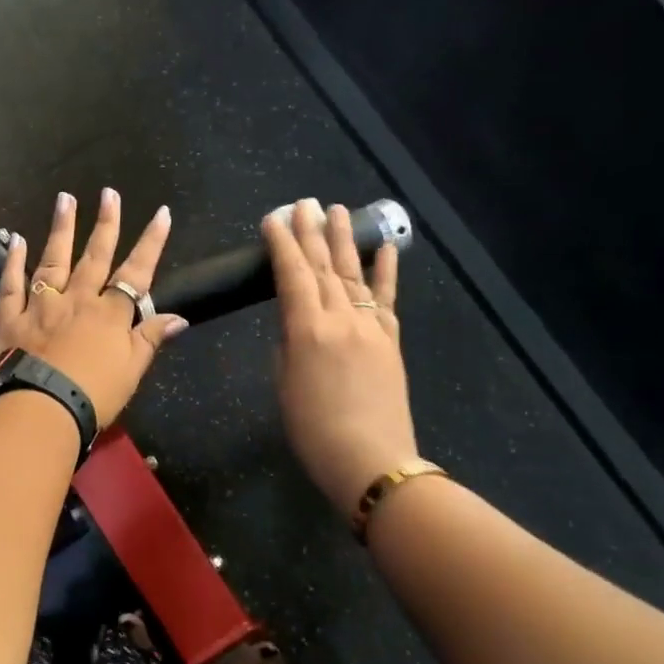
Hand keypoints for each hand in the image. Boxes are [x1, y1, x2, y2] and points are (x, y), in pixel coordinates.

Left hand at [0, 188, 188, 427]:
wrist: (40, 409)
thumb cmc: (92, 395)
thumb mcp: (132, 371)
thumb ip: (151, 339)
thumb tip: (179, 316)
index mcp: (109, 314)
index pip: (136, 273)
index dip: (151, 243)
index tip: (161, 213)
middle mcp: (77, 300)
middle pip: (94, 256)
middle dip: (105, 223)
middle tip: (109, 193)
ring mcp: (41, 305)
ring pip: (53, 260)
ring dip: (61, 228)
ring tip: (65, 198)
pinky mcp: (10, 317)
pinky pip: (11, 284)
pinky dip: (13, 261)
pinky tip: (16, 239)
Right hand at [264, 198, 418, 518]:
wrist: (371, 460)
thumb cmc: (314, 430)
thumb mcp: (285, 384)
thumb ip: (288, 344)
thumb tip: (295, 322)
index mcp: (308, 330)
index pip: (292, 275)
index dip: (281, 244)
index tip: (273, 219)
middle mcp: (341, 318)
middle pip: (323, 266)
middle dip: (311, 232)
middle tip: (303, 203)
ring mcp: (371, 326)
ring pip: (353, 273)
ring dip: (343, 240)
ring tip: (336, 210)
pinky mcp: (391, 339)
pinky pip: (387, 298)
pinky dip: (386, 271)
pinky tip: (384, 247)